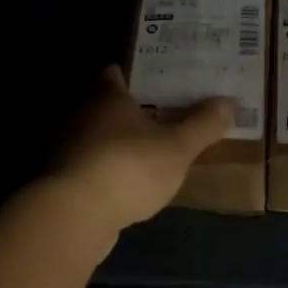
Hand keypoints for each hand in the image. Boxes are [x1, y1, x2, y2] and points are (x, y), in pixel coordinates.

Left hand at [50, 65, 233, 234]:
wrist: (75, 215)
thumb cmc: (129, 167)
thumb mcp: (178, 148)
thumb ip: (202, 125)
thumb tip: (227, 102)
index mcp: (107, 95)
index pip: (116, 72)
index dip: (136, 75)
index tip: (158, 82)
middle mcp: (80, 113)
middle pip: (104, 103)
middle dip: (128, 110)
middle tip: (160, 117)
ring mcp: (65, 147)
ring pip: (94, 136)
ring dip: (114, 143)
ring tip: (145, 153)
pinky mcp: (59, 179)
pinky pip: (86, 165)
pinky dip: (103, 170)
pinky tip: (123, 184)